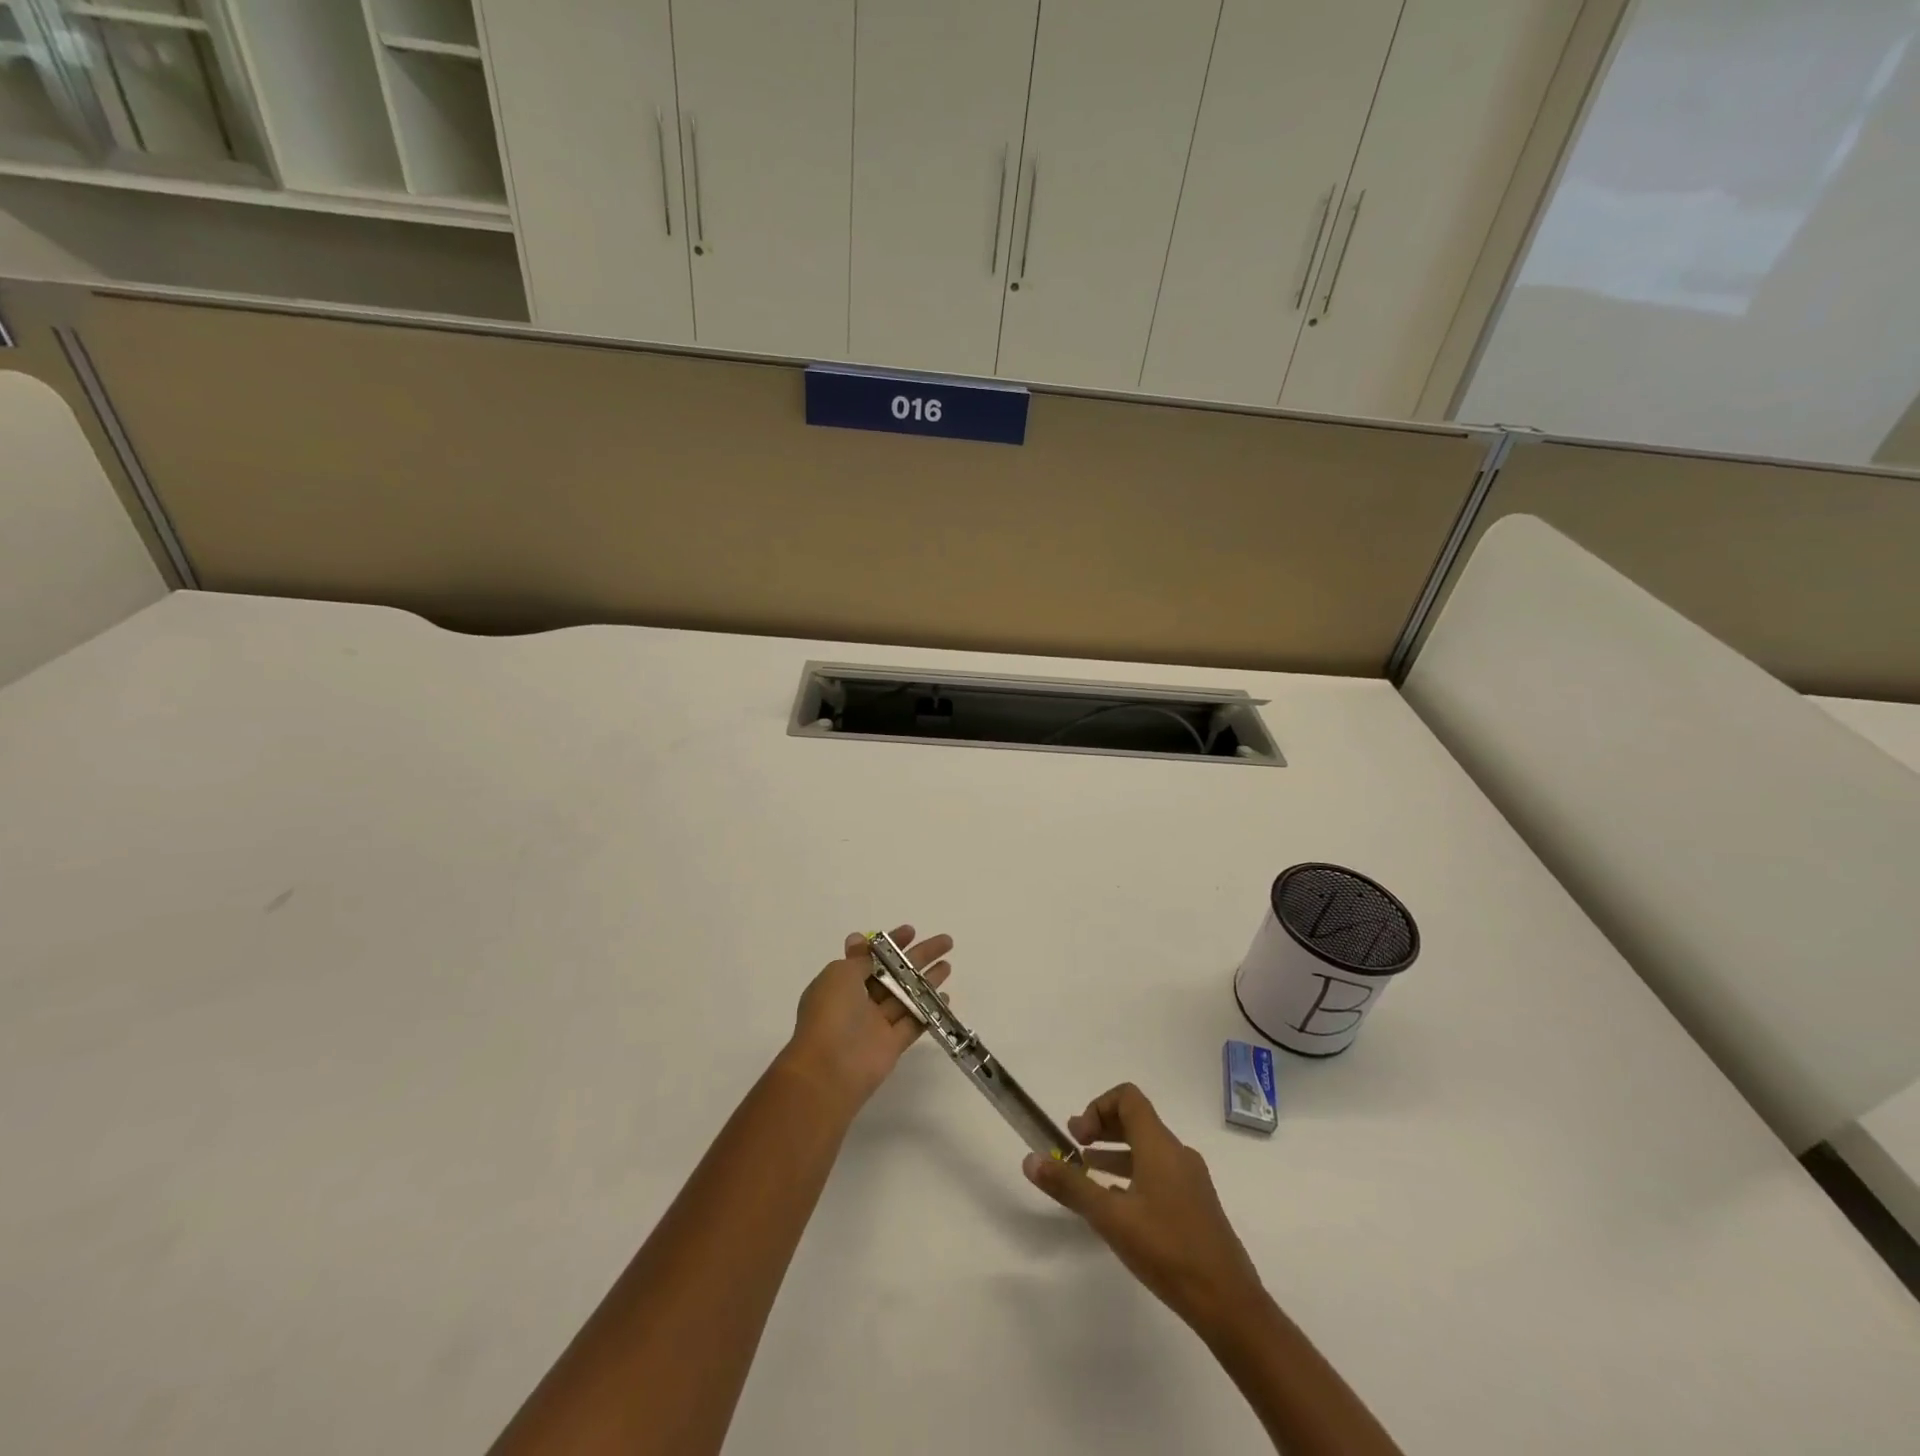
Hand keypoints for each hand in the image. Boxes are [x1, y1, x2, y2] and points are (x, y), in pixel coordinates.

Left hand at [780, 926, 952, 1110]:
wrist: (828, 1070)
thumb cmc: (830, 1014)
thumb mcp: (840, 974)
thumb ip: (859, 959)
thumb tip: (859, 939)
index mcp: (842, 982)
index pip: (872, 956)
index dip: (891, 943)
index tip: (912, 931)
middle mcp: (859, 1001)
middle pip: (895, 973)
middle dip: (918, 956)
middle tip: (945, 942)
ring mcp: (876, 1023)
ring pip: (906, 996)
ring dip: (927, 980)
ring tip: (948, 965)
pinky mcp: (892, 1045)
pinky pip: (913, 1022)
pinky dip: (929, 1010)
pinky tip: (945, 998)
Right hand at [1024, 1083, 1264, 1336]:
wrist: (1229, 1304)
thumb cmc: (1167, 1250)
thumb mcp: (1110, 1218)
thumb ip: (1070, 1186)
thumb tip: (1031, 1159)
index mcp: (1160, 1145)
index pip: (1128, 1098)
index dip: (1097, 1107)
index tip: (1078, 1136)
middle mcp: (1177, 1153)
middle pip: (1136, 1120)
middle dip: (1102, 1127)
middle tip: (1073, 1146)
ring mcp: (1191, 1179)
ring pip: (1147, 1149)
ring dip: (1115, 1152)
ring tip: (1087, 1172)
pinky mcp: (1196, 1204)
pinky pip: (1159, 1172)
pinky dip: (1133, 1174)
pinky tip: (1117, 1204)